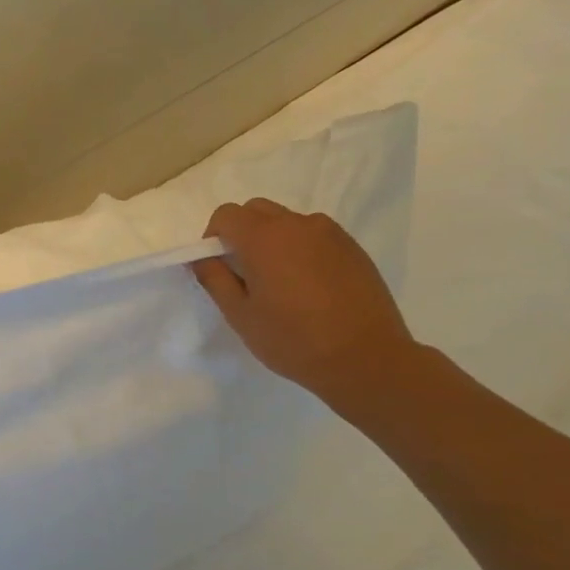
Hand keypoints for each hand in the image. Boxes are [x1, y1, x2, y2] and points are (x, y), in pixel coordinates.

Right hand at [192, 198, 416, 405]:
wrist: (367, 359)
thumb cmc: (293, 340)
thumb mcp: (240, 315)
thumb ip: (215, 278)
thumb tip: (202, 257)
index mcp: (264, 238)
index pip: (226, 215)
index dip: (213, 237)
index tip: (218, 266)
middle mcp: (297, 224)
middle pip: (256, 210)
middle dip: (241, 232)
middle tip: (244, 272)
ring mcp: (330, 233)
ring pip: (287, 221)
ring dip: (273, 239)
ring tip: (280, 281)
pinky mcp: (352, 247)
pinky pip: (314, 235)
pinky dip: (301, 248)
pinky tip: (309, 286)